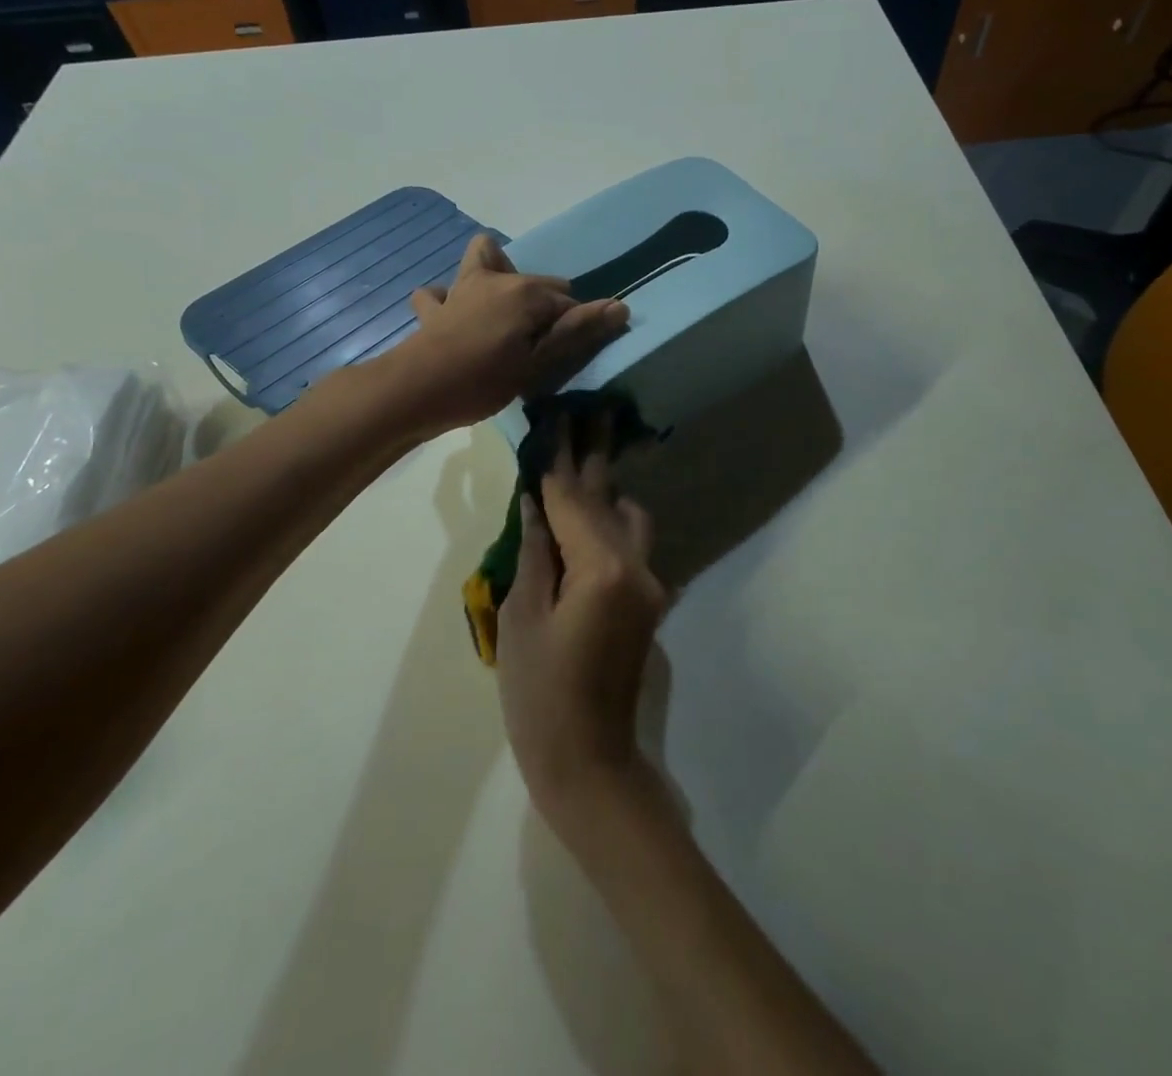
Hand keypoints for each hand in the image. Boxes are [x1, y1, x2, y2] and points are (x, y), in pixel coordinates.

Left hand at [392, 235, 627, 433]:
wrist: (417, 390)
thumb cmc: (484, 379)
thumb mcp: (538, 362)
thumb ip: (577, 331)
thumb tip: (621, 305)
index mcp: (525, 291)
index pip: (567, 301)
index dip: (576, 325)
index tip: (570, 354)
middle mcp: (495, 278)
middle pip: (535, 282)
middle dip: (545, 305)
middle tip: (540, 346)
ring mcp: (460, 289)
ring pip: (483, 261)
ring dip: (496, 276)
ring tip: (502, 311)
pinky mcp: (434, 308)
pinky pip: (440, 292)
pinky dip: (449, 299)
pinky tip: (453, 315)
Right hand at [498, 421, 669, 832]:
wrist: (589, 761)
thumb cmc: (539, 695)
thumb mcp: (521, 618)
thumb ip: (534, 552)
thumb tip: (535, 503)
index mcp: (602, 568)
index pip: (574, 499)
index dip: (559, 457)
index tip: (554, 415)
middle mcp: (637, 566)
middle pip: (609, 498)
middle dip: (594, 455)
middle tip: (587, 411)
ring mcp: (650, 584)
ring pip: (629, 518)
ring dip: (604, 490)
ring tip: (581, 460)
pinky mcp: (649, 601)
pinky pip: (630, 545)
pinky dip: (609, 523)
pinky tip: (588, 515)